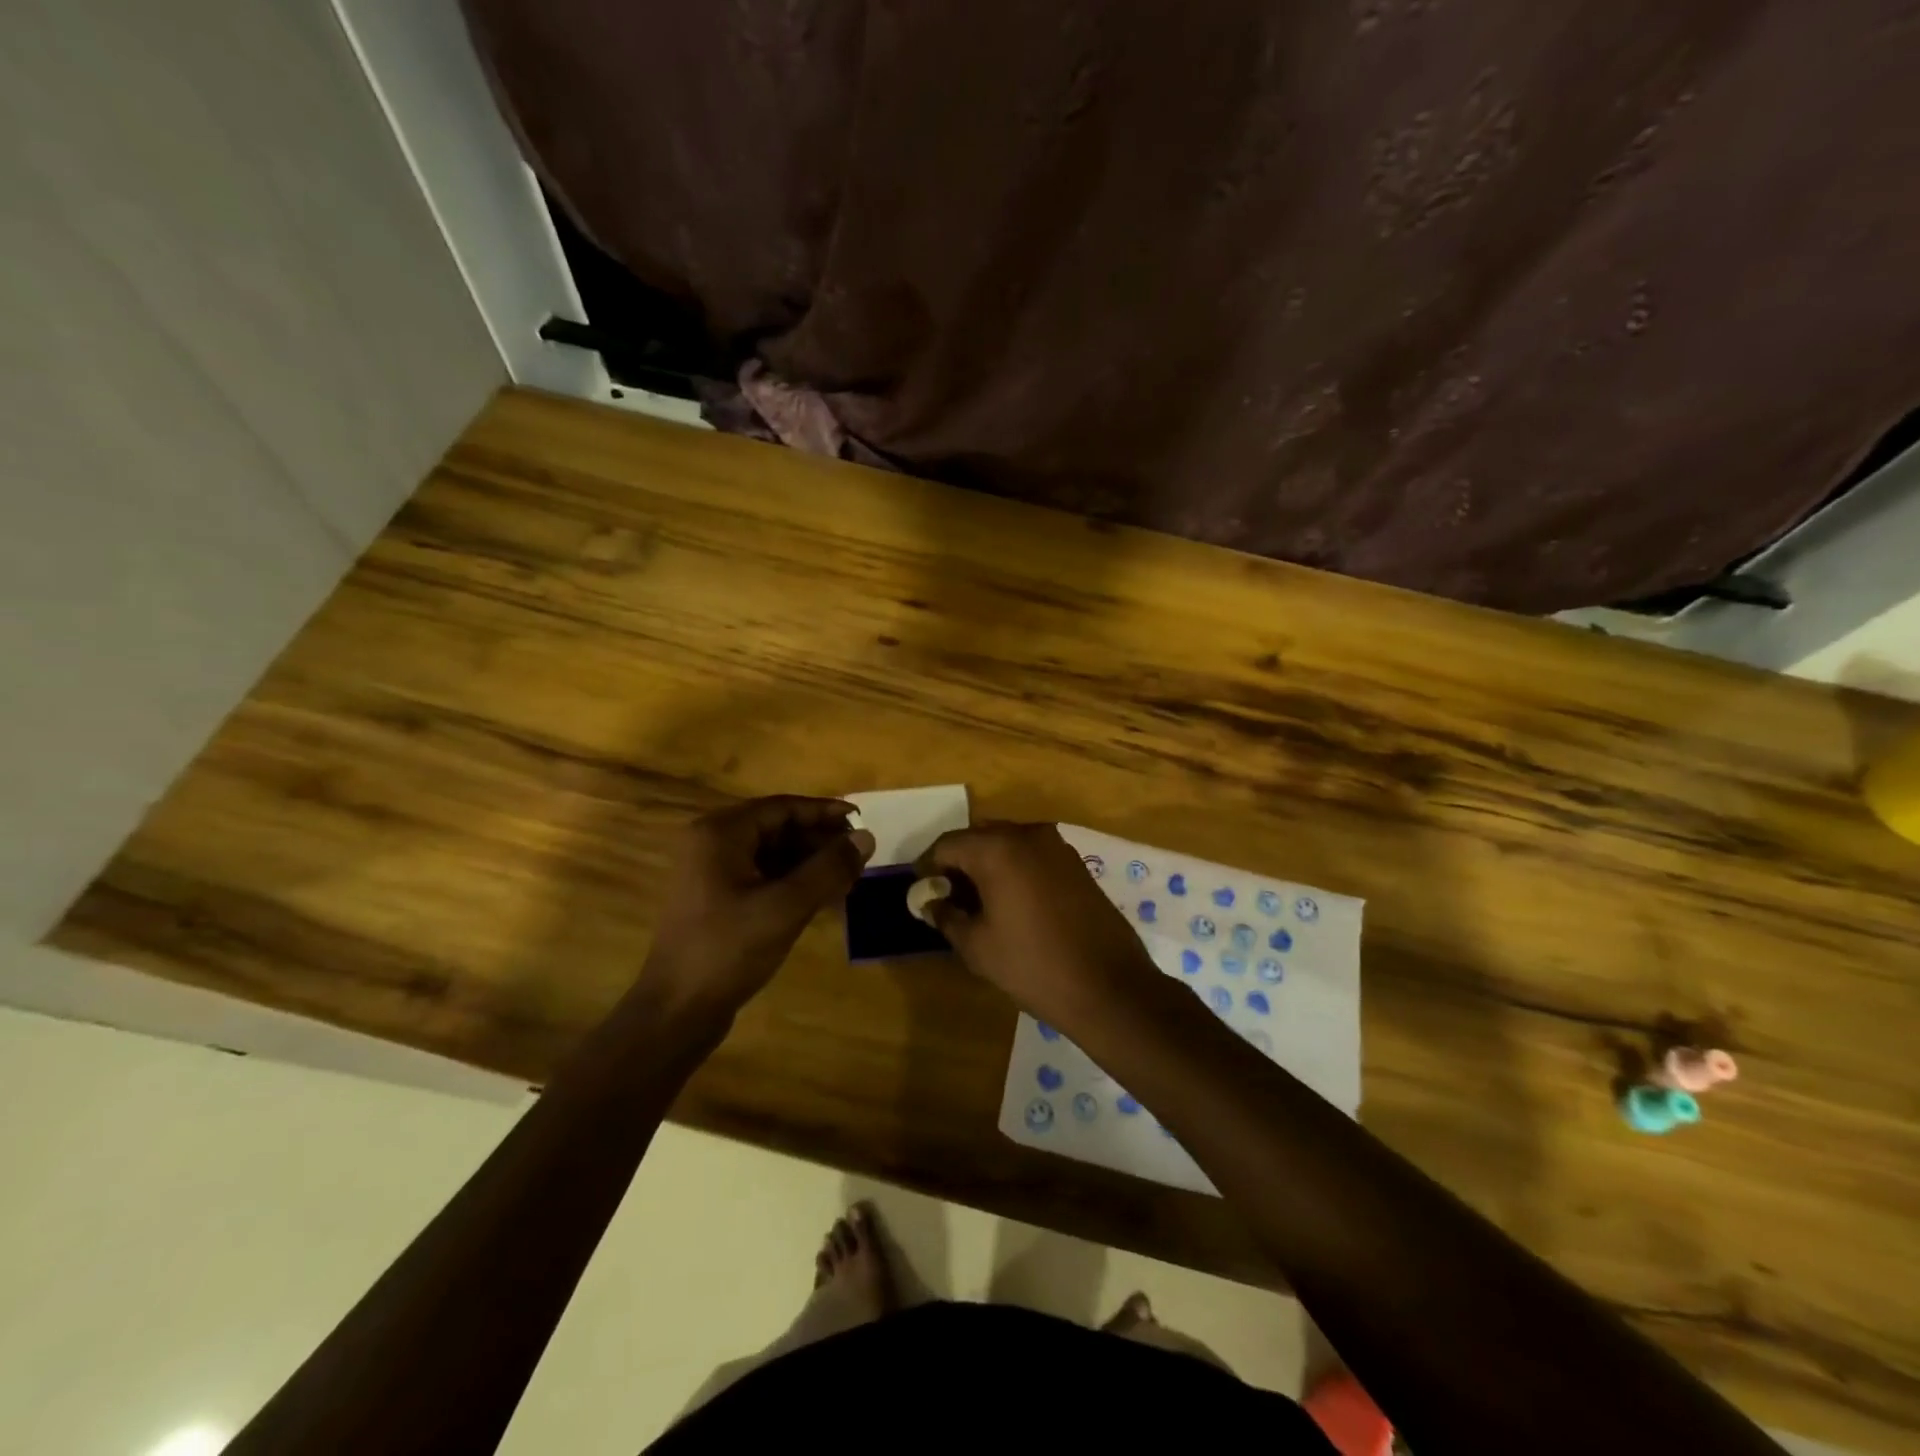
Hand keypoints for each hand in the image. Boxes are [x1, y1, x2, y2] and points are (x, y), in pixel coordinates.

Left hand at [642, 796, 875, 1017]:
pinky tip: (822, 897)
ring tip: (847, 877)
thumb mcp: (786, 906)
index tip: (862, 822)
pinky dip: (792, 881)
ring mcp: (711, 873)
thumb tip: (866, 837)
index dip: (825, 812)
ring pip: (771, 854)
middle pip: (777, 828)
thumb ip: (829, 868)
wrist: (676, 1011)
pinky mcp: (716, 900)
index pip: (782, 807)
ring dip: (809, 862)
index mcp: (721, 833)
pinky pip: (762, 876)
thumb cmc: (729, 949)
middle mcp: (712, 843)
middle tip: (858, 856)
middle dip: (819, 840)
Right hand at [914, 821, 1160, 1030]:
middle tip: (947, 898)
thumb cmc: (1032, 965)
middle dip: (958, 863)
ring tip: (978, 903)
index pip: (947, 845)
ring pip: (1007, 844)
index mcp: (996, 848)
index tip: (921, 892)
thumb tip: (929, 902)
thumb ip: (946, 916)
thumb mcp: (976, 946)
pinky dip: (1014, 869)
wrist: (1108, 986)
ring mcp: (1056, 846)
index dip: (928, 867)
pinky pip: (1032, 855)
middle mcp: (1027, 834)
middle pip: (978, 838)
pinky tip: (1011, 903)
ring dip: (986, 865)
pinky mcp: (1076, 863)